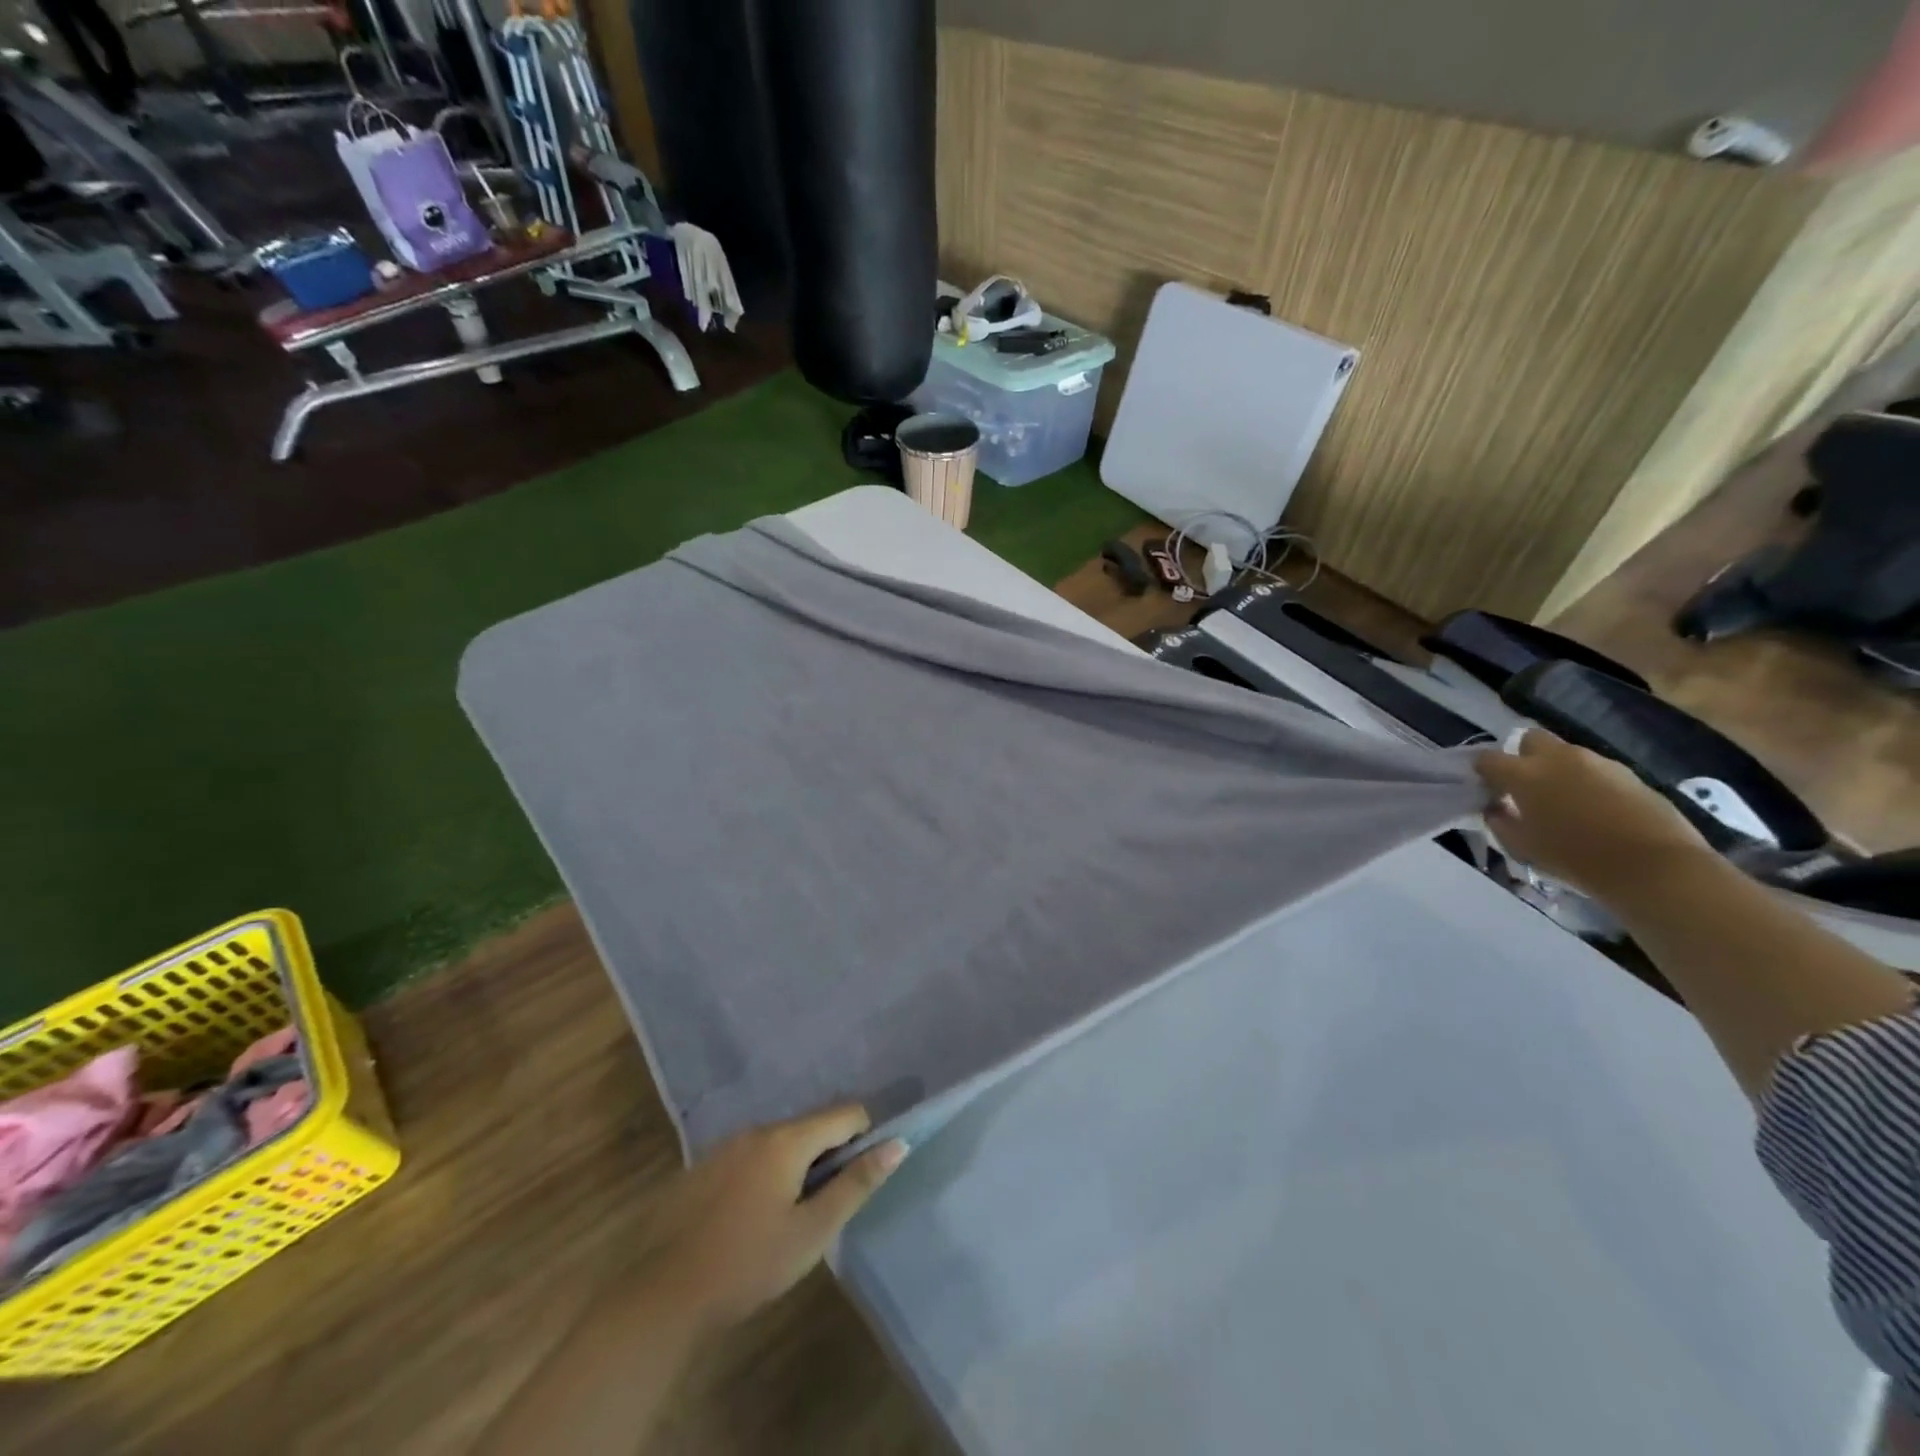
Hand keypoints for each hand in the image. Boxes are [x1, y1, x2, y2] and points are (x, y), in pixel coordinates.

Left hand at [644, 1104, 905, 1334]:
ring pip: (779, 1142)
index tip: (859, 1180)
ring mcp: (726, 1145)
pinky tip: (750, 1220)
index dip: (864, 1139)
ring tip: (786, 1219)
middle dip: (828, 1157)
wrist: (661, 1296)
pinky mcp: (702, 1167)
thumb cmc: (748, 1265)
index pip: (846, 1113)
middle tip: (822, 1209)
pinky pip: (750, 1156)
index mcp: (788, 1139)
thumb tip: (898, 1145)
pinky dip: (764, 1175)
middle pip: (812, 1126)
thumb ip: (856, 1185)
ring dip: (795, 1167)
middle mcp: (757, 1129)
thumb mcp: (812, 1232)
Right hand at [1474, 729, 1707, 899]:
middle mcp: (1559, 758)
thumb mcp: (1523, 847)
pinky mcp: (1630, 774)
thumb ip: (1500, 823)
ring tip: (1566, 802)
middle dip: (1523, 756)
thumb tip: (1495, 809)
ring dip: (1559, 770)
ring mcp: (1599, 762)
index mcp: (1524, 774)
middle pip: (1530, 739)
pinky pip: (1597, 771)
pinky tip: (1597, 810)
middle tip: (1527, 787)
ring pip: (1567, 754)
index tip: (1488, 791)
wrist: (1654, 866)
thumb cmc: (1576, 857)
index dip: (1483, 772)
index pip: (1487, 758)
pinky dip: (1589, 783)